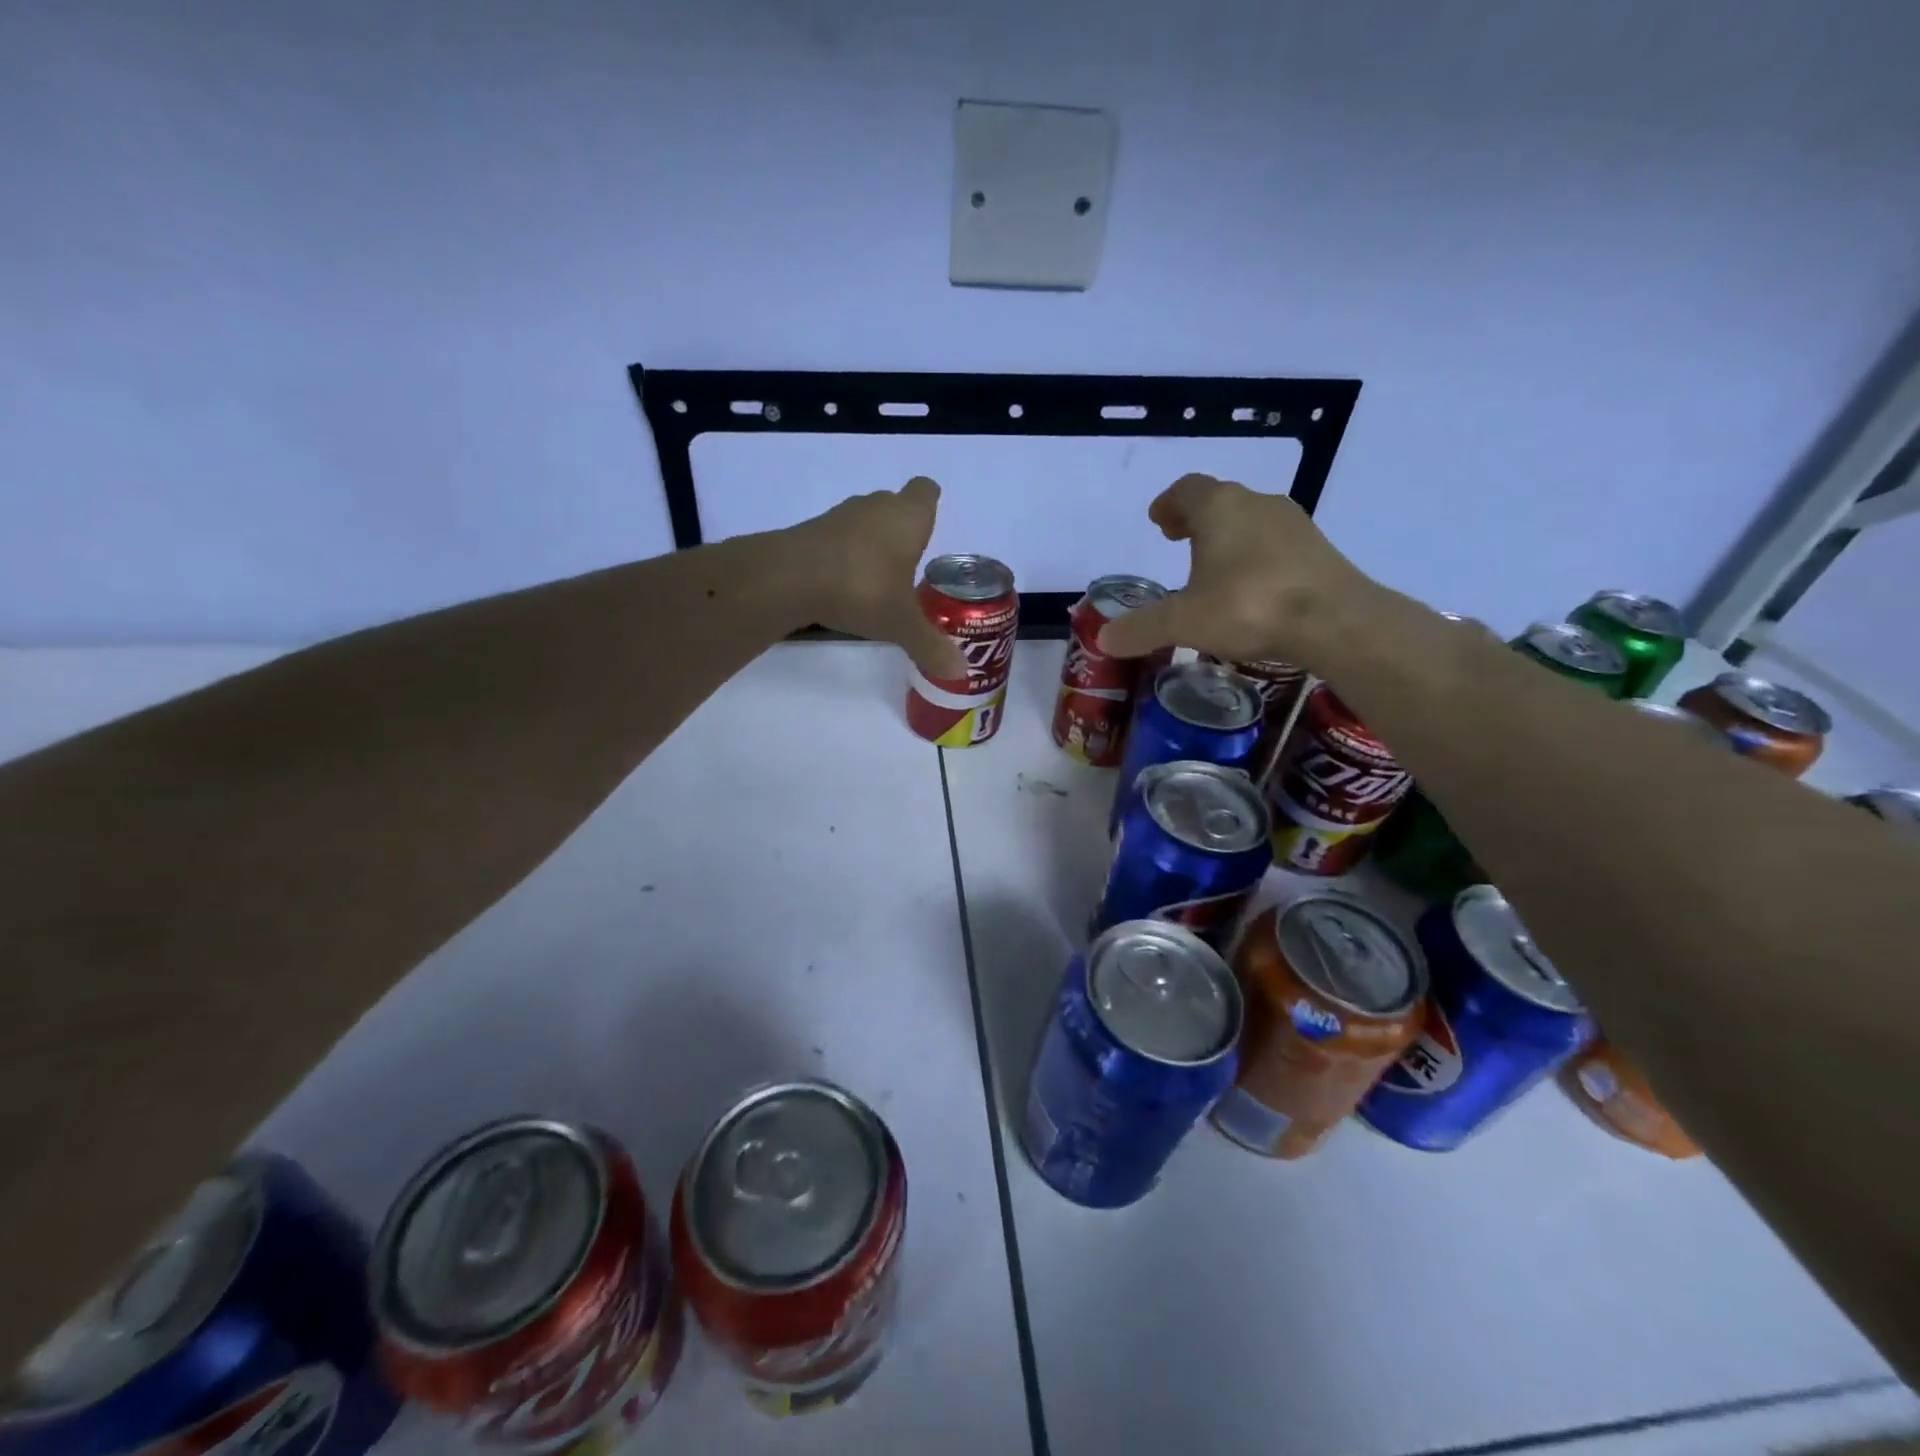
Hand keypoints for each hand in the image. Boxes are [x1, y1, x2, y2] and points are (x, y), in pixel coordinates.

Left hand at [788, 477, 967, 679]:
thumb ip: (930, 646)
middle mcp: (876, 507)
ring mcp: (839, 516)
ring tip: (876, 580)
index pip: (925, 492)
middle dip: (901, 531)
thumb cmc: (861, 588)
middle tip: (908, 565)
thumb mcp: (901, 624)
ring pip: (864, 522)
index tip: (929, 529)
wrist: (789, 578)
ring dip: (870, 544)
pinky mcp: (810, 532)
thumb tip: (960, 672)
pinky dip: (842, 557)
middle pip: (894, 506)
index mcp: (908, 517)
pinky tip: (843, 586)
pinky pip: (836, 540)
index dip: (929, 506)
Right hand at [1095, 473, 1374, 668]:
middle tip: (1179, 540)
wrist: (1336, 620)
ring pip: (1251, 520)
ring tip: (1213, 568)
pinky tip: (1252, 587)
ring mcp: (1293, 524)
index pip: (1186, 489)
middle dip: (1197, 519)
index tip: (1159, 520)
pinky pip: (1276, 543)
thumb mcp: (1183, 622)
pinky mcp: (1318, 549)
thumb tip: (1104, 639)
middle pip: (1220, 501)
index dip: (1168, 503)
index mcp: (1219, 508)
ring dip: (1229, 536)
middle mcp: (1256, 504)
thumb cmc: (1248, 606)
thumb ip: (1141, 628)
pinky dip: (1257, 555)